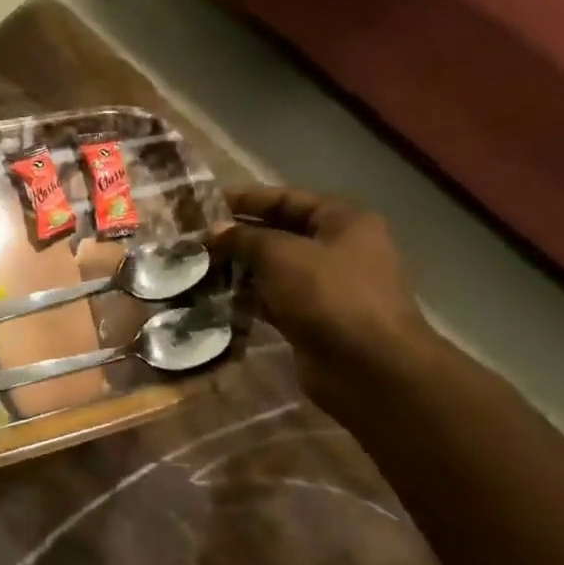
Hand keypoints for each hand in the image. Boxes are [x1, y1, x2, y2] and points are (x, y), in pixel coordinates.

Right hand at [210, 186, 438, 408]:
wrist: (368, 365)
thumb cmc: (328, 295)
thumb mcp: (280, 255)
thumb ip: (244, 238)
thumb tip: (215, 232)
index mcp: (343, 221)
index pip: (287, 199)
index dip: (245, 200)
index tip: (205, 206)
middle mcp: (339, 248)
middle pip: (280, 233)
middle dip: (238, 237)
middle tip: (195, 240)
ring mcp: (327, 286)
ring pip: (274, 269)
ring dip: (240, 269)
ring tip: (198, 269)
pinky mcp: (314, 318)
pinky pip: (274, 299)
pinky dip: (249, 298)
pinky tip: (217, 299)